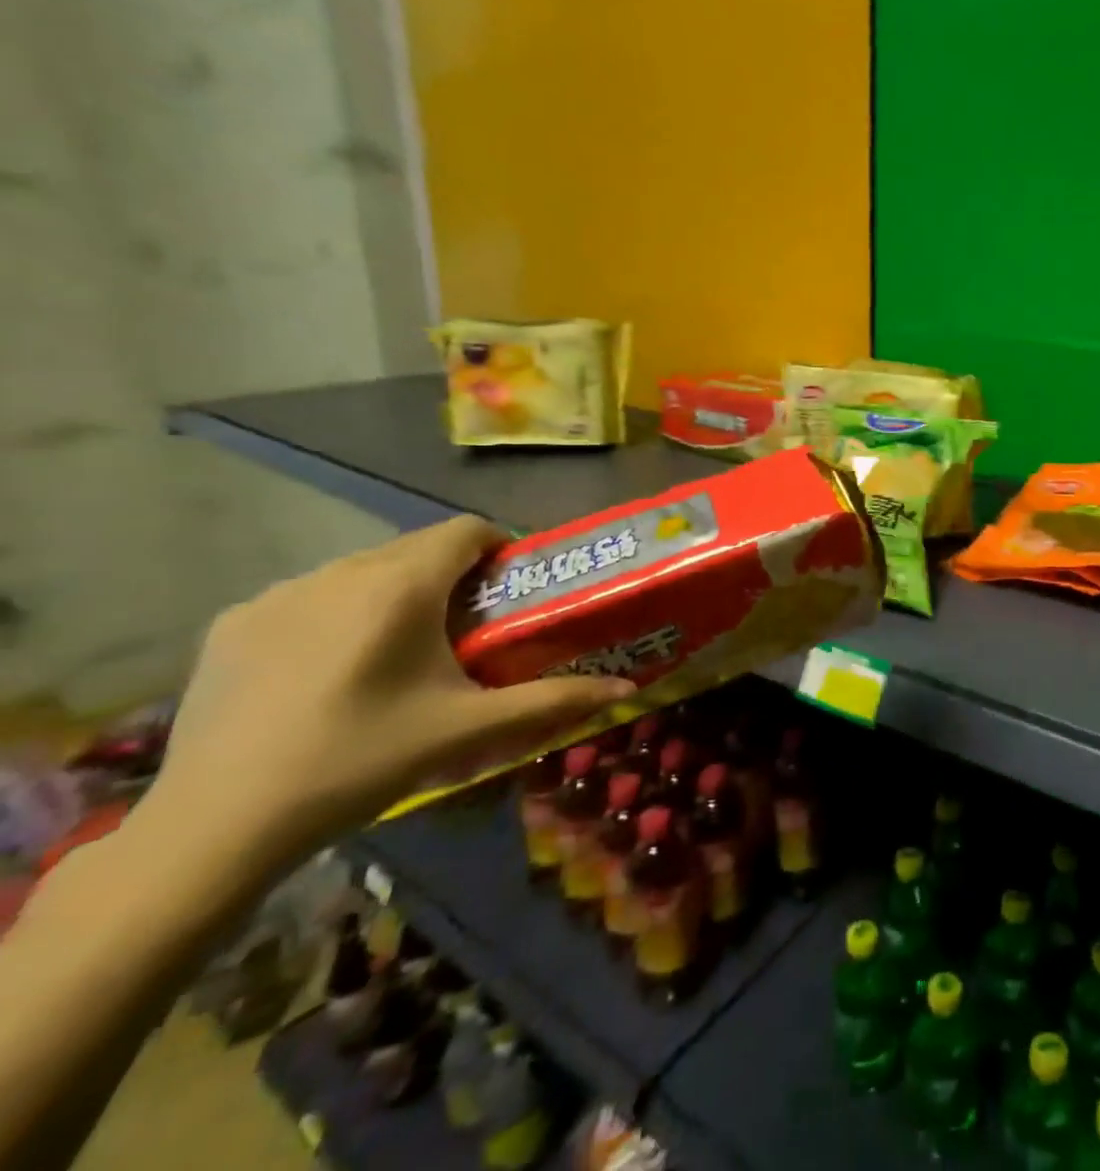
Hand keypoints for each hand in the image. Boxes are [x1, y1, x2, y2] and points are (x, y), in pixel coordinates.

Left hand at [139, 516, 632, 872]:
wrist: (217, 826)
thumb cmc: (361, 761)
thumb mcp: (468, 730)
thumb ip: (553, 701)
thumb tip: (624, 687)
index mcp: (401, 586)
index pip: (466, 530)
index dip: (498, 547)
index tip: (510, 588)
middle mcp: (339, 572)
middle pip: (415, 548)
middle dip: (450, 574)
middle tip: (467, 628)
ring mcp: (277, 594)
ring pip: (360, 569)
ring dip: (393, 590)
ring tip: (401, 650)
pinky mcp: (232, 623)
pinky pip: (307, 595)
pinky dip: (336, 612)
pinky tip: (330, 669)